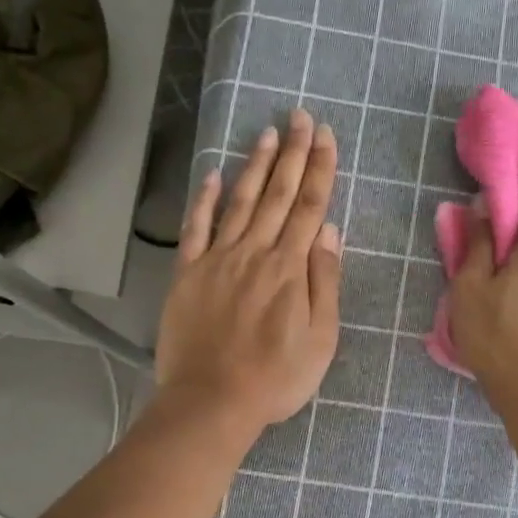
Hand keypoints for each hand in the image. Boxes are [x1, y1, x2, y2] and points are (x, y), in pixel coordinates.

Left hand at [155, 110, 341, 433]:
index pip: (309, 206)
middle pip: (277, 194)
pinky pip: (196, 228)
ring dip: (255, 165)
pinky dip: (205, 199)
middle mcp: (255, 253)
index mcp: (290, 269)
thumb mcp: (320, 339)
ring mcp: (217, 260)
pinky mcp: (187, 274)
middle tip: (300, 116)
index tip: (326, 136)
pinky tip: (214, 174)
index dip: (319, 168)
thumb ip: (324, 282)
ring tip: (267, 132)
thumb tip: (329, 231)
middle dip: (292, 153)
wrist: (211, 402)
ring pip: (240, 202)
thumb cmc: (275, 378)